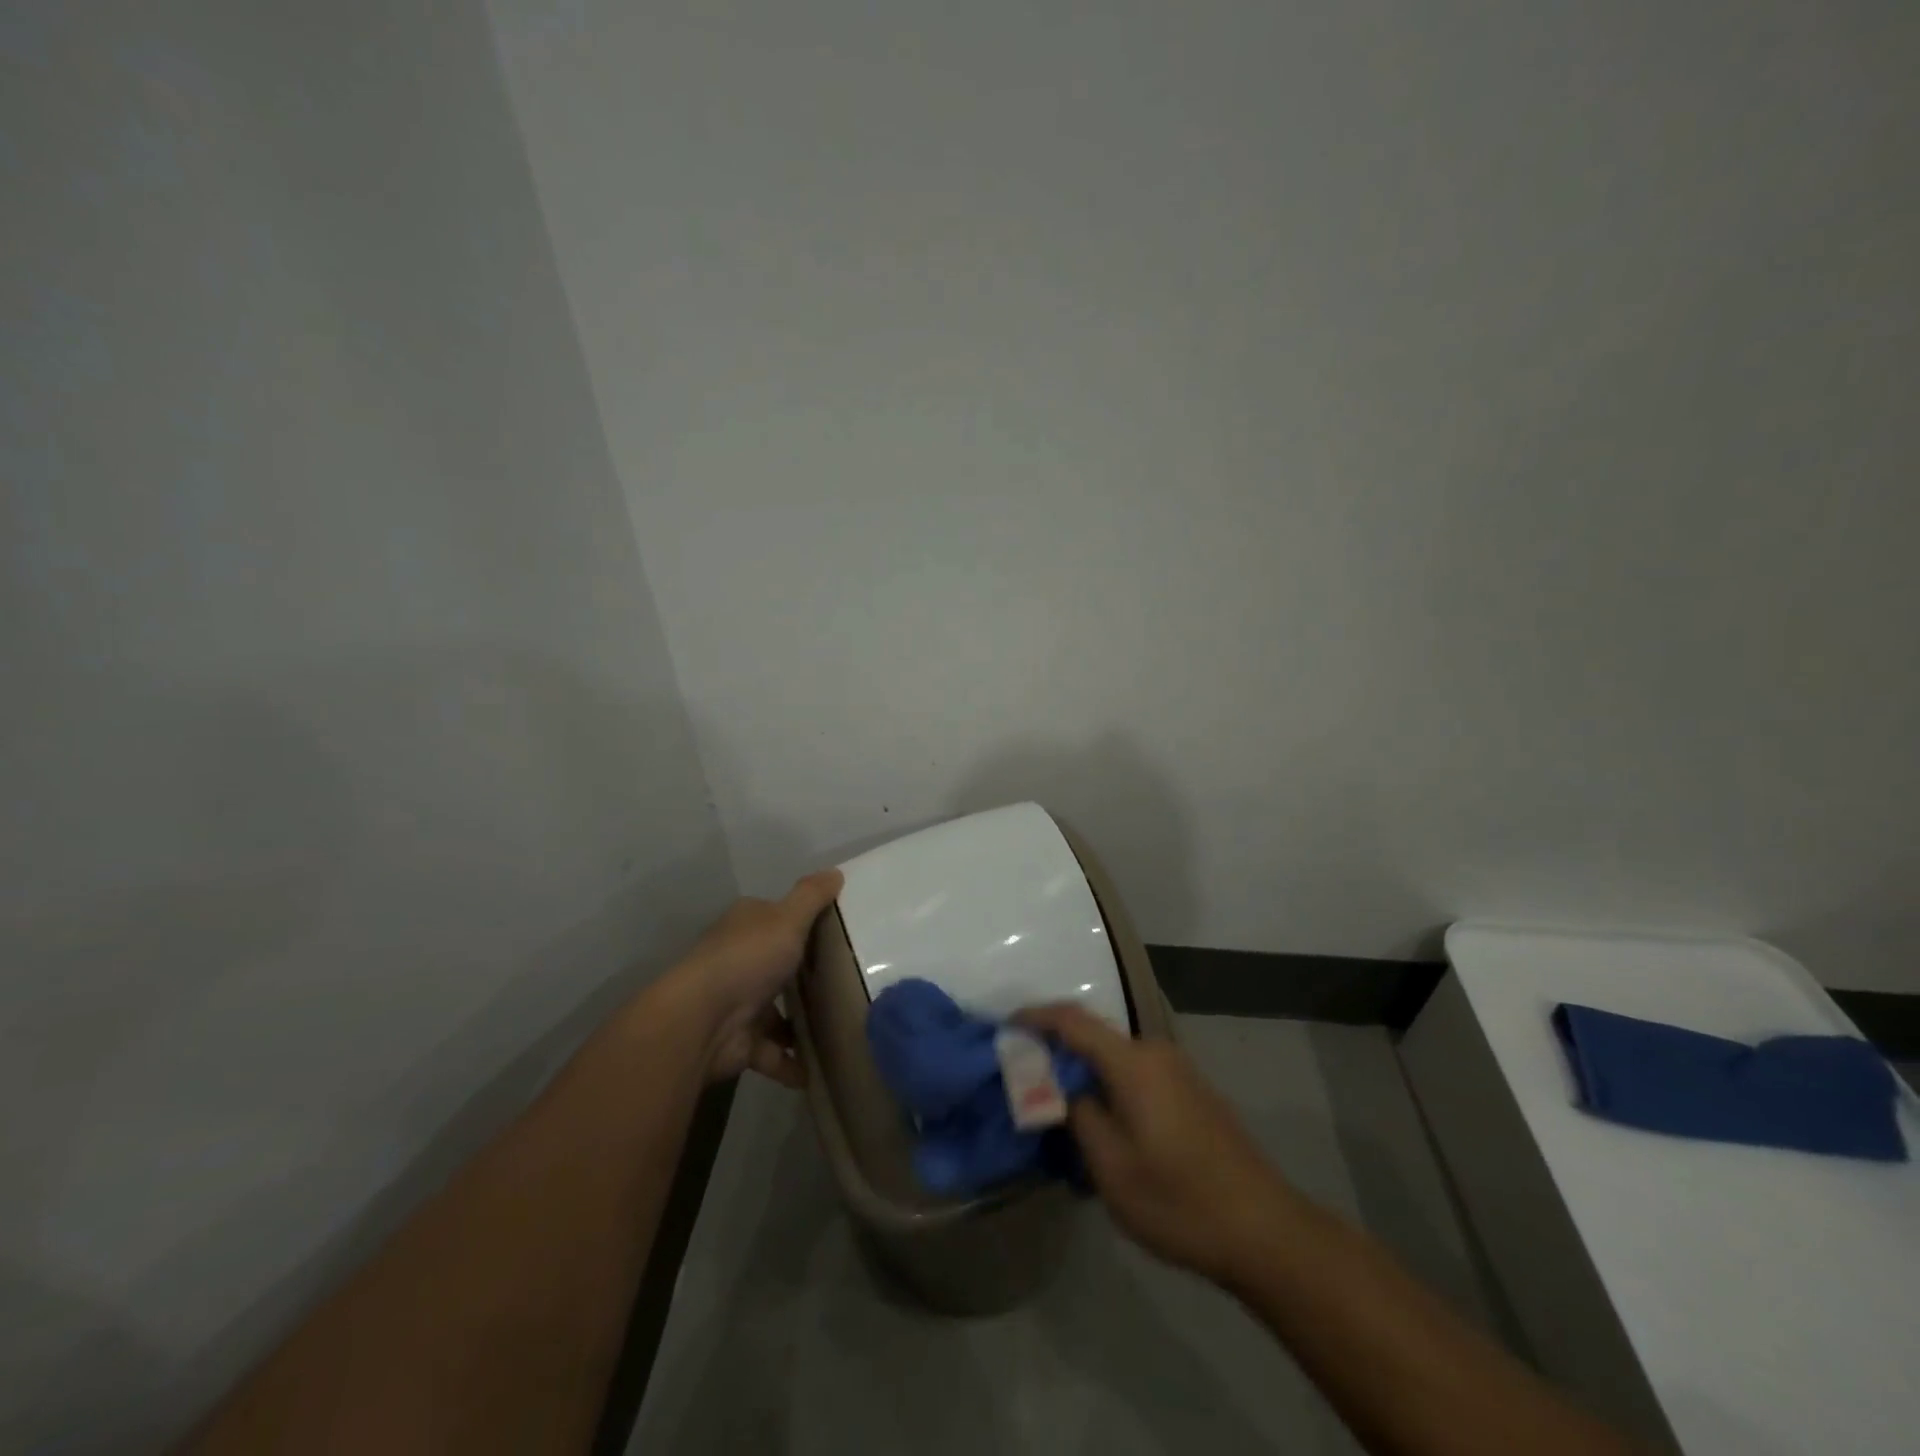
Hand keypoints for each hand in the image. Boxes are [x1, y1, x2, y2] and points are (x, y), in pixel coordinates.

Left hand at [663, 871, 841, 1088]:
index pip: (777, 918)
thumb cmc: (747, 959)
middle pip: (778, 966)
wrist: (701, 1021)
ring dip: (802, 1024)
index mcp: (745, 927)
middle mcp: (739, 961)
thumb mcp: (787, 918)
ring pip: (777, 1013)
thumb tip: (836, 871)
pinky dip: (794, 1064)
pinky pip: (774, 1054)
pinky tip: (821, 1070)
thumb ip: (812, 896)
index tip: (839, 934)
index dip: (804, 923)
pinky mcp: (740, 1044)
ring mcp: (738, 1004)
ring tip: (843, 1027)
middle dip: (806, 977)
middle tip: (849, 982)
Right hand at [1018, 1003, 1298, 1282]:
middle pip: (1094, 1038)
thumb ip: (1077, 1114)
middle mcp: (1156, 1053)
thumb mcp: (1111, 1166)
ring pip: (1116, 1060)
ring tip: (1062, 1115)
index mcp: (1133, 1062)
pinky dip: (1111, 1088)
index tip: (1005, 1027)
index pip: (1072, 1020)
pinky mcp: (1192, 1092)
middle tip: (1027, 1083)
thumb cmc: (1179, 1200)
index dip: (1035, 1017)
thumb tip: (1060, 1085)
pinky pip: (1137, 1076)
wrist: (1265, 1230)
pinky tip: (1105, 1129)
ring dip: (1086, 1076)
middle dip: (1058, 1054)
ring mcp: (1179, 1071)